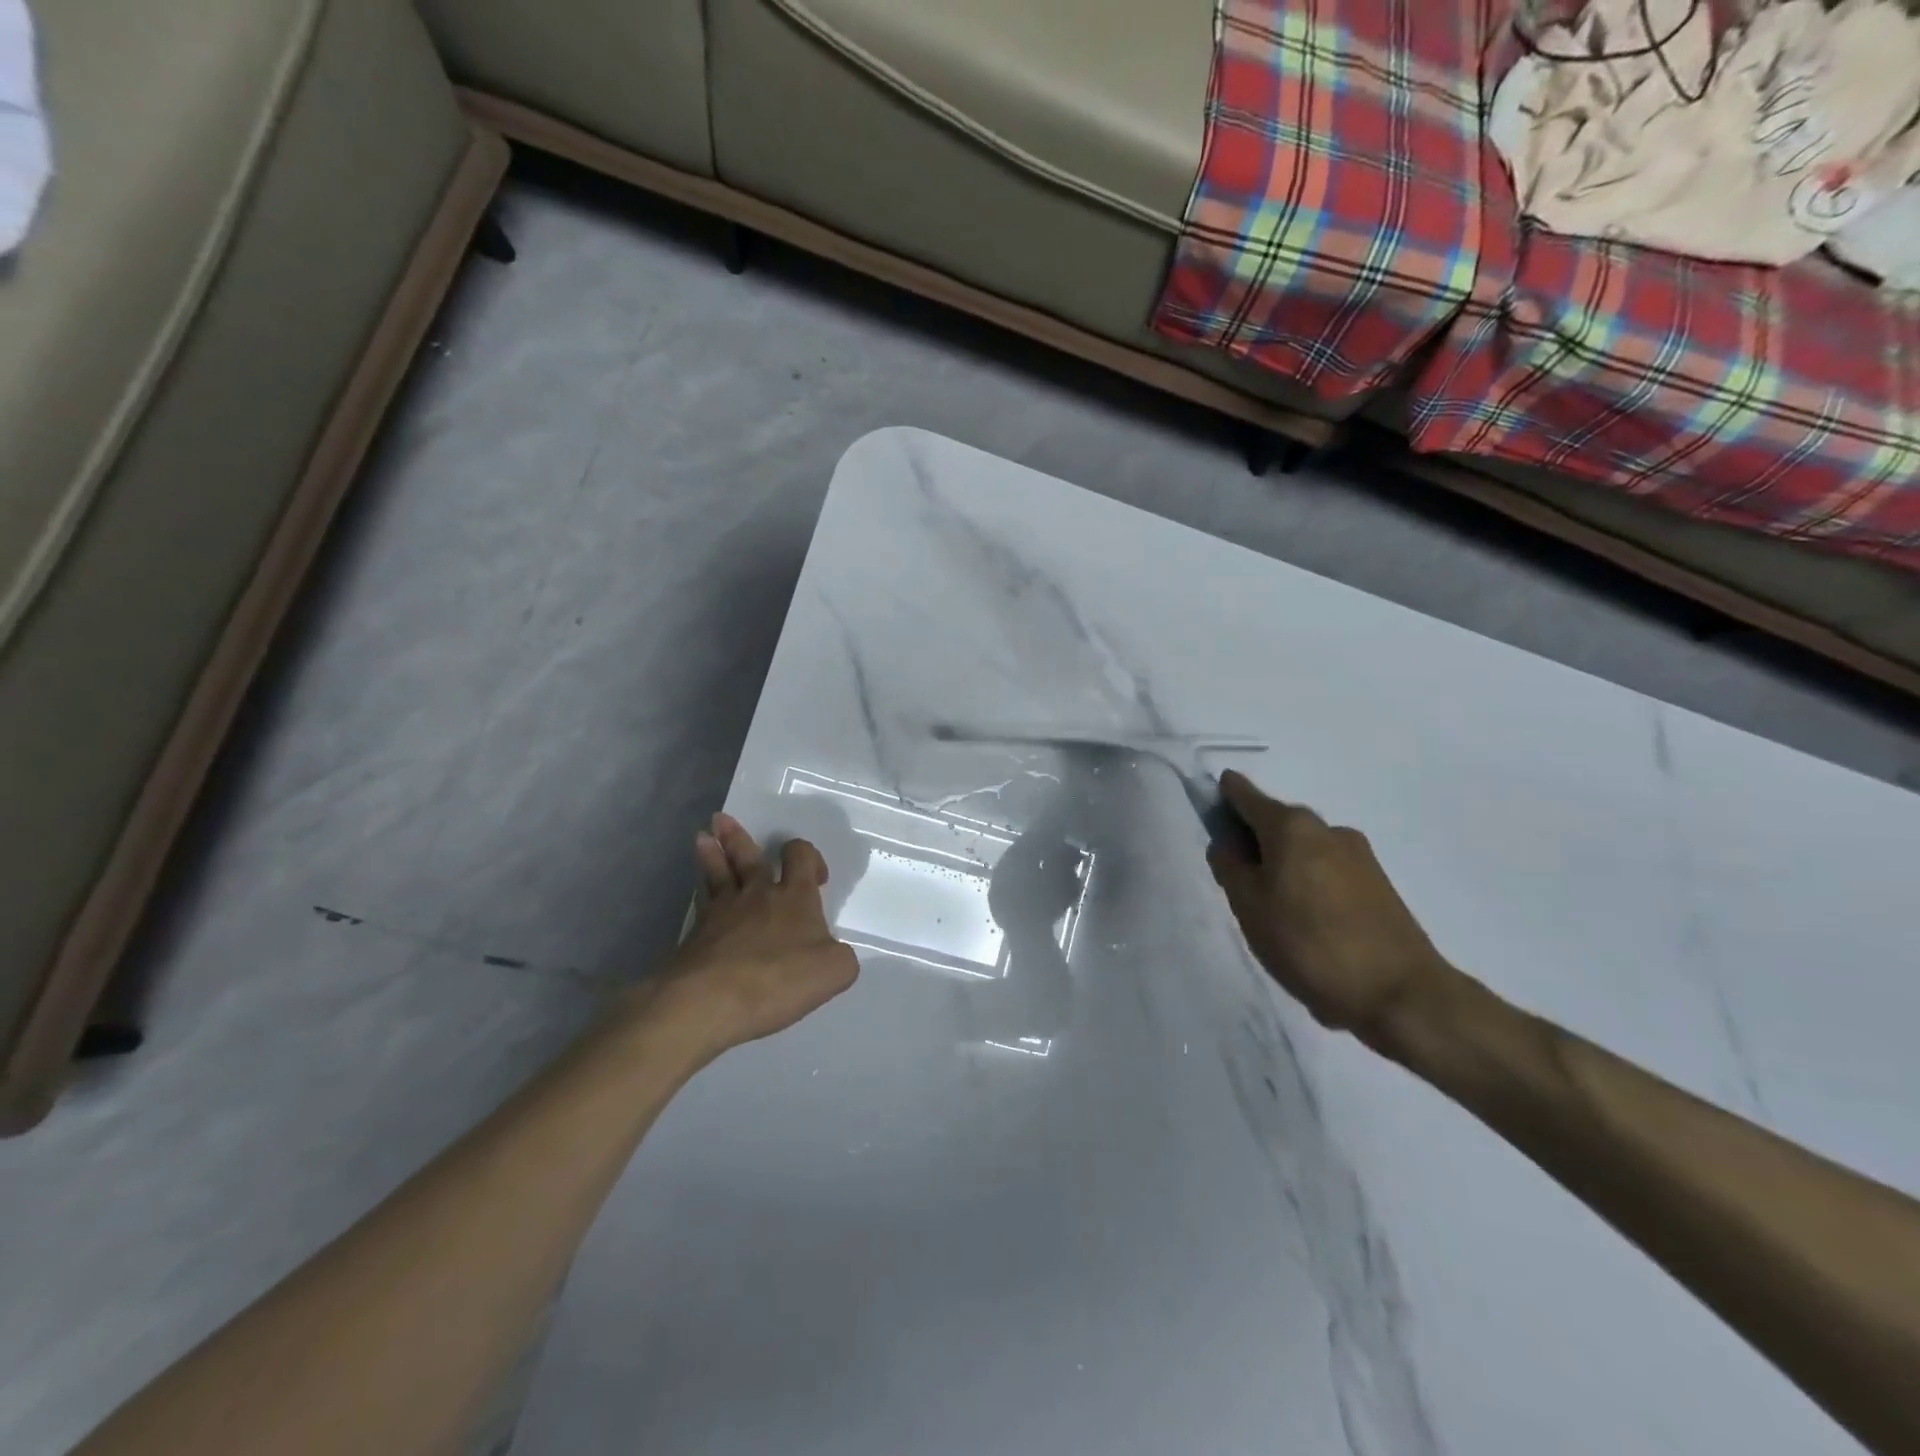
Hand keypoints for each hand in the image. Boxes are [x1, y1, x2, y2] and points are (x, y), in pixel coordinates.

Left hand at [648, 813, 859, 1058]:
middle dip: (739, 838)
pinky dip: (701, 892)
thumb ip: (840, 956)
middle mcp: (757, 894)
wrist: (711, 1000)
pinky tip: (699, 890)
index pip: (801, 857)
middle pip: (749, 856)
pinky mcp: (695, 935)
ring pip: (718, 873)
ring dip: (712, 854)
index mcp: (794, 897)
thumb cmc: (780, 979)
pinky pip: (701, 904)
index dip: (809, 857)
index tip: (816, 875)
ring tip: (702, 838)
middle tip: (723, 820)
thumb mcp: (835, 971)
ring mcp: (722, 912)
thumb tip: (832, 952)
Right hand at [1207, 772, 1455, 1048]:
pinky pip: (1328, 874)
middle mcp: (1328, 829)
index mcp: (1292, 826)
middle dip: (1254, 843)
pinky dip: (1309, 888)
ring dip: (1283, 868)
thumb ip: (1230, 868)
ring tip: (1273, 914)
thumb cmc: (1308, 943)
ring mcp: (1359, 856)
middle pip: (1277, 825)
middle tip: (1236, 882)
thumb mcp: (1249, 907)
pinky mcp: (1379, 885)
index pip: (1245, 795)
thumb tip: (1228, 844)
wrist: (1400, 994)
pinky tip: (1307, 927)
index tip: (1210, 812)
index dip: (1223, 797)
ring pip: (1304, 852)